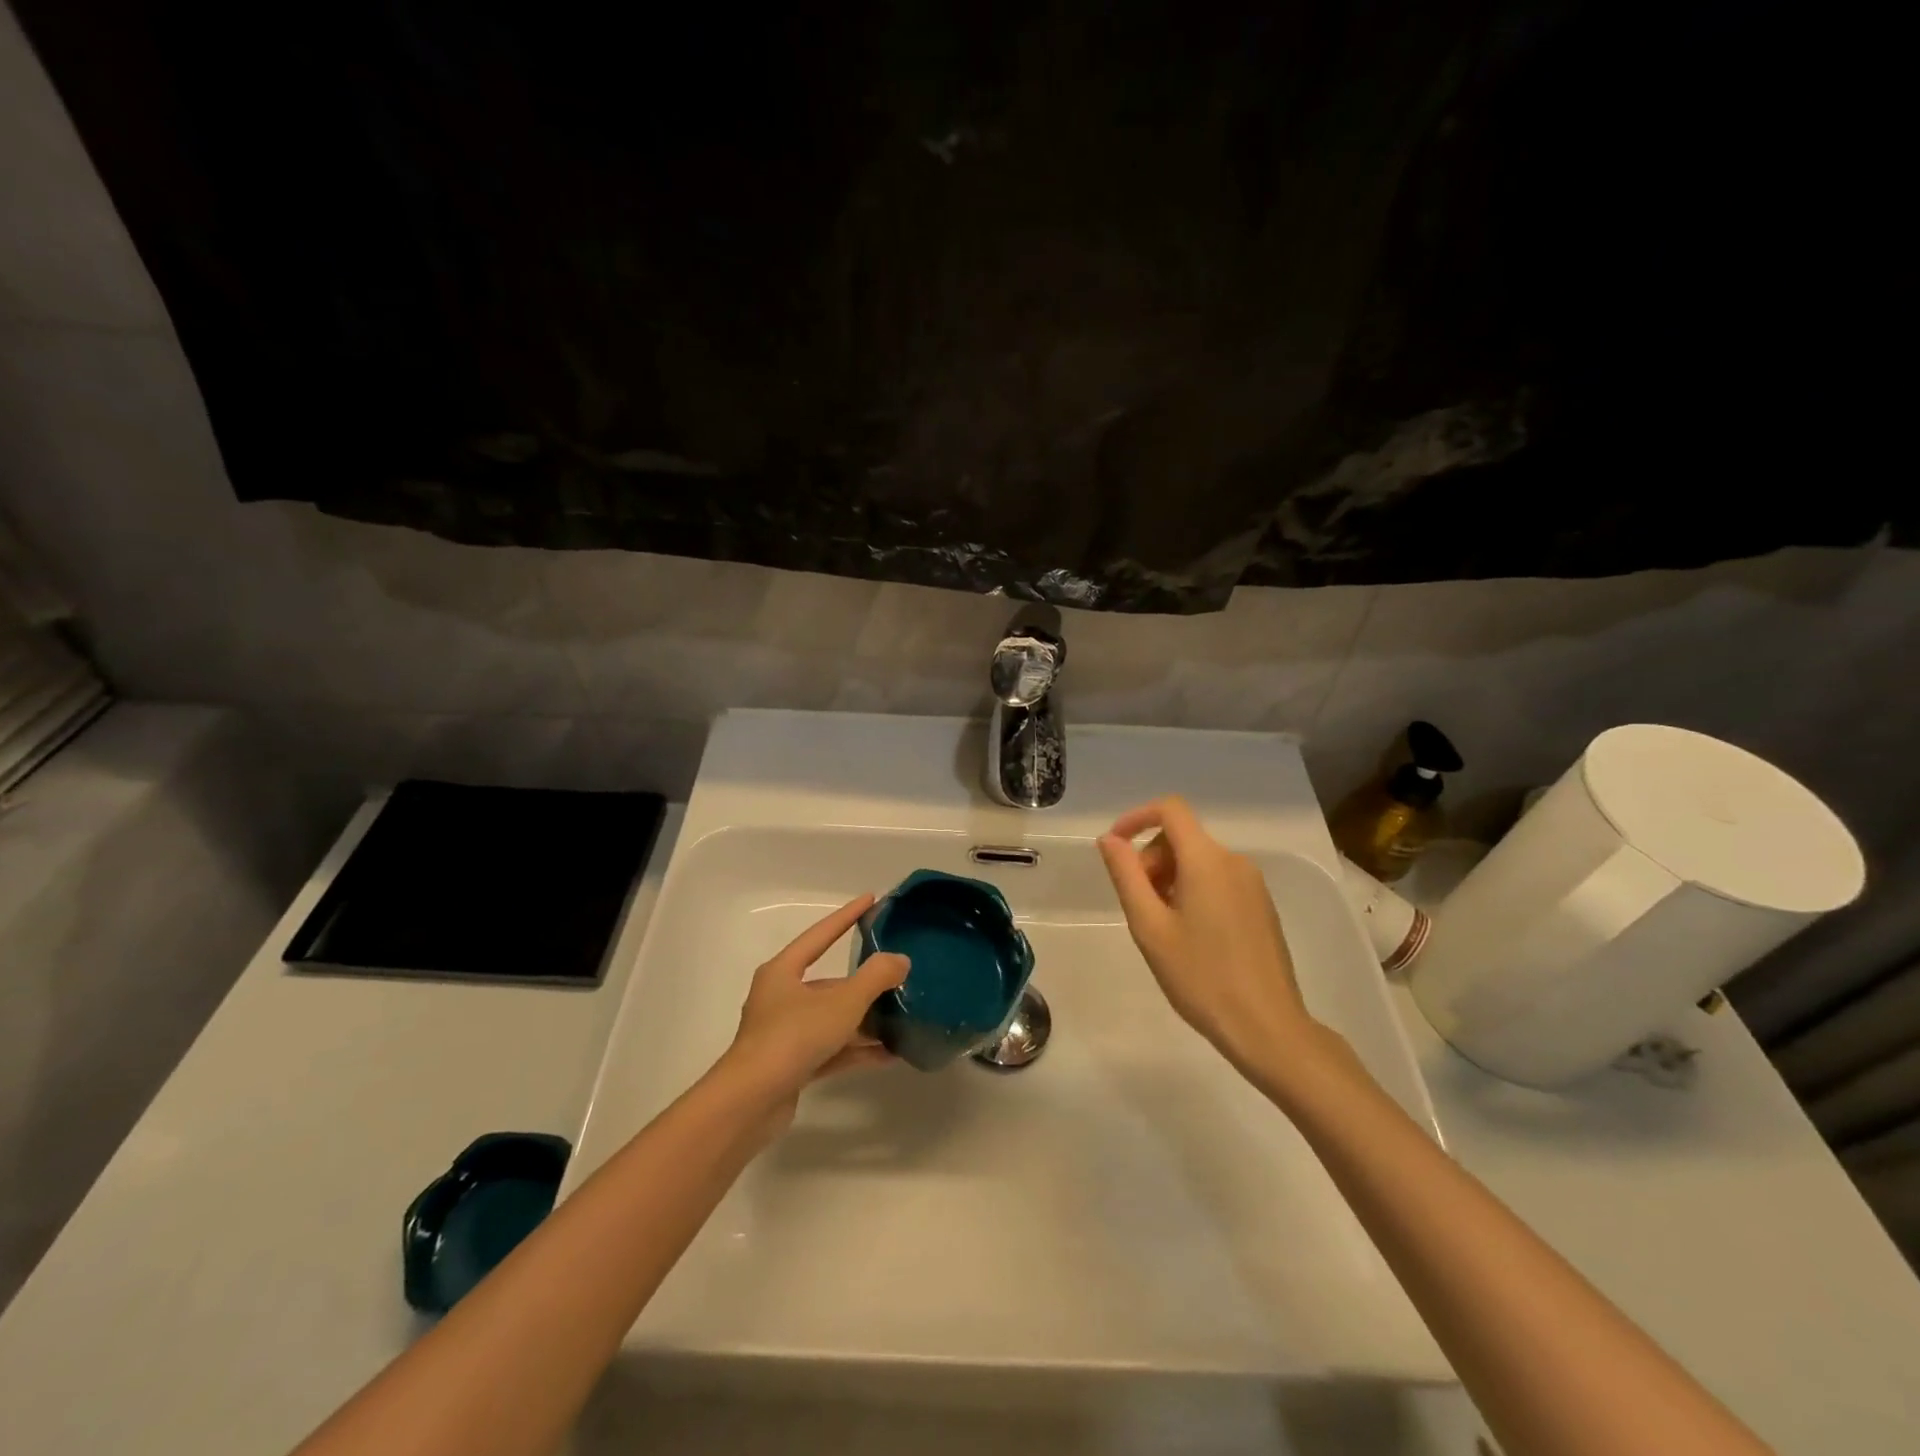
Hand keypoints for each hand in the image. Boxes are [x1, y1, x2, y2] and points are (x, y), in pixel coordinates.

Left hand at [723, 895, 908, 1122]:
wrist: (750, 1103)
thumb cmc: (793, 1037)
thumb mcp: (842, 1002)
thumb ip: (875, 977)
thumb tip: (900, 960)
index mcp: (783, 972)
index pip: (820, 935)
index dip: (847, 916)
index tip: (870, 899)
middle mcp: (780, 998)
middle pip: (829, 983)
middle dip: (864, 982)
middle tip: (897, 975)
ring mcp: (784, 1034)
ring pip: (831, 1018)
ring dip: (864, 1020)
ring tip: (901, 1018)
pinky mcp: (791, 1065)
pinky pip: (831, 1049)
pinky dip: (856, 1049)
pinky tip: (888, 1054)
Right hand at [1098, 797, 1333, 1087]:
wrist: (1267, 1026)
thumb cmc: (1200, 977)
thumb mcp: (1149, 926)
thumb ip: (1126, 875)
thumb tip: (1110, 840)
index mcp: (1207, 860)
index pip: (1170, 809)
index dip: (1136, 818)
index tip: (1115, 848)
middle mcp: (1234, 861)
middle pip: (1182, 838)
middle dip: (1151, 860)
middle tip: (1138, 906)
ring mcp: (1253, 884)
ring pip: (1199, 861)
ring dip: (1170, 879)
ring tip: (1162, 927)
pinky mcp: (1262, 906)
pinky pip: (1218, 880)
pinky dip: (1193, 891)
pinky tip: (1189, 936)